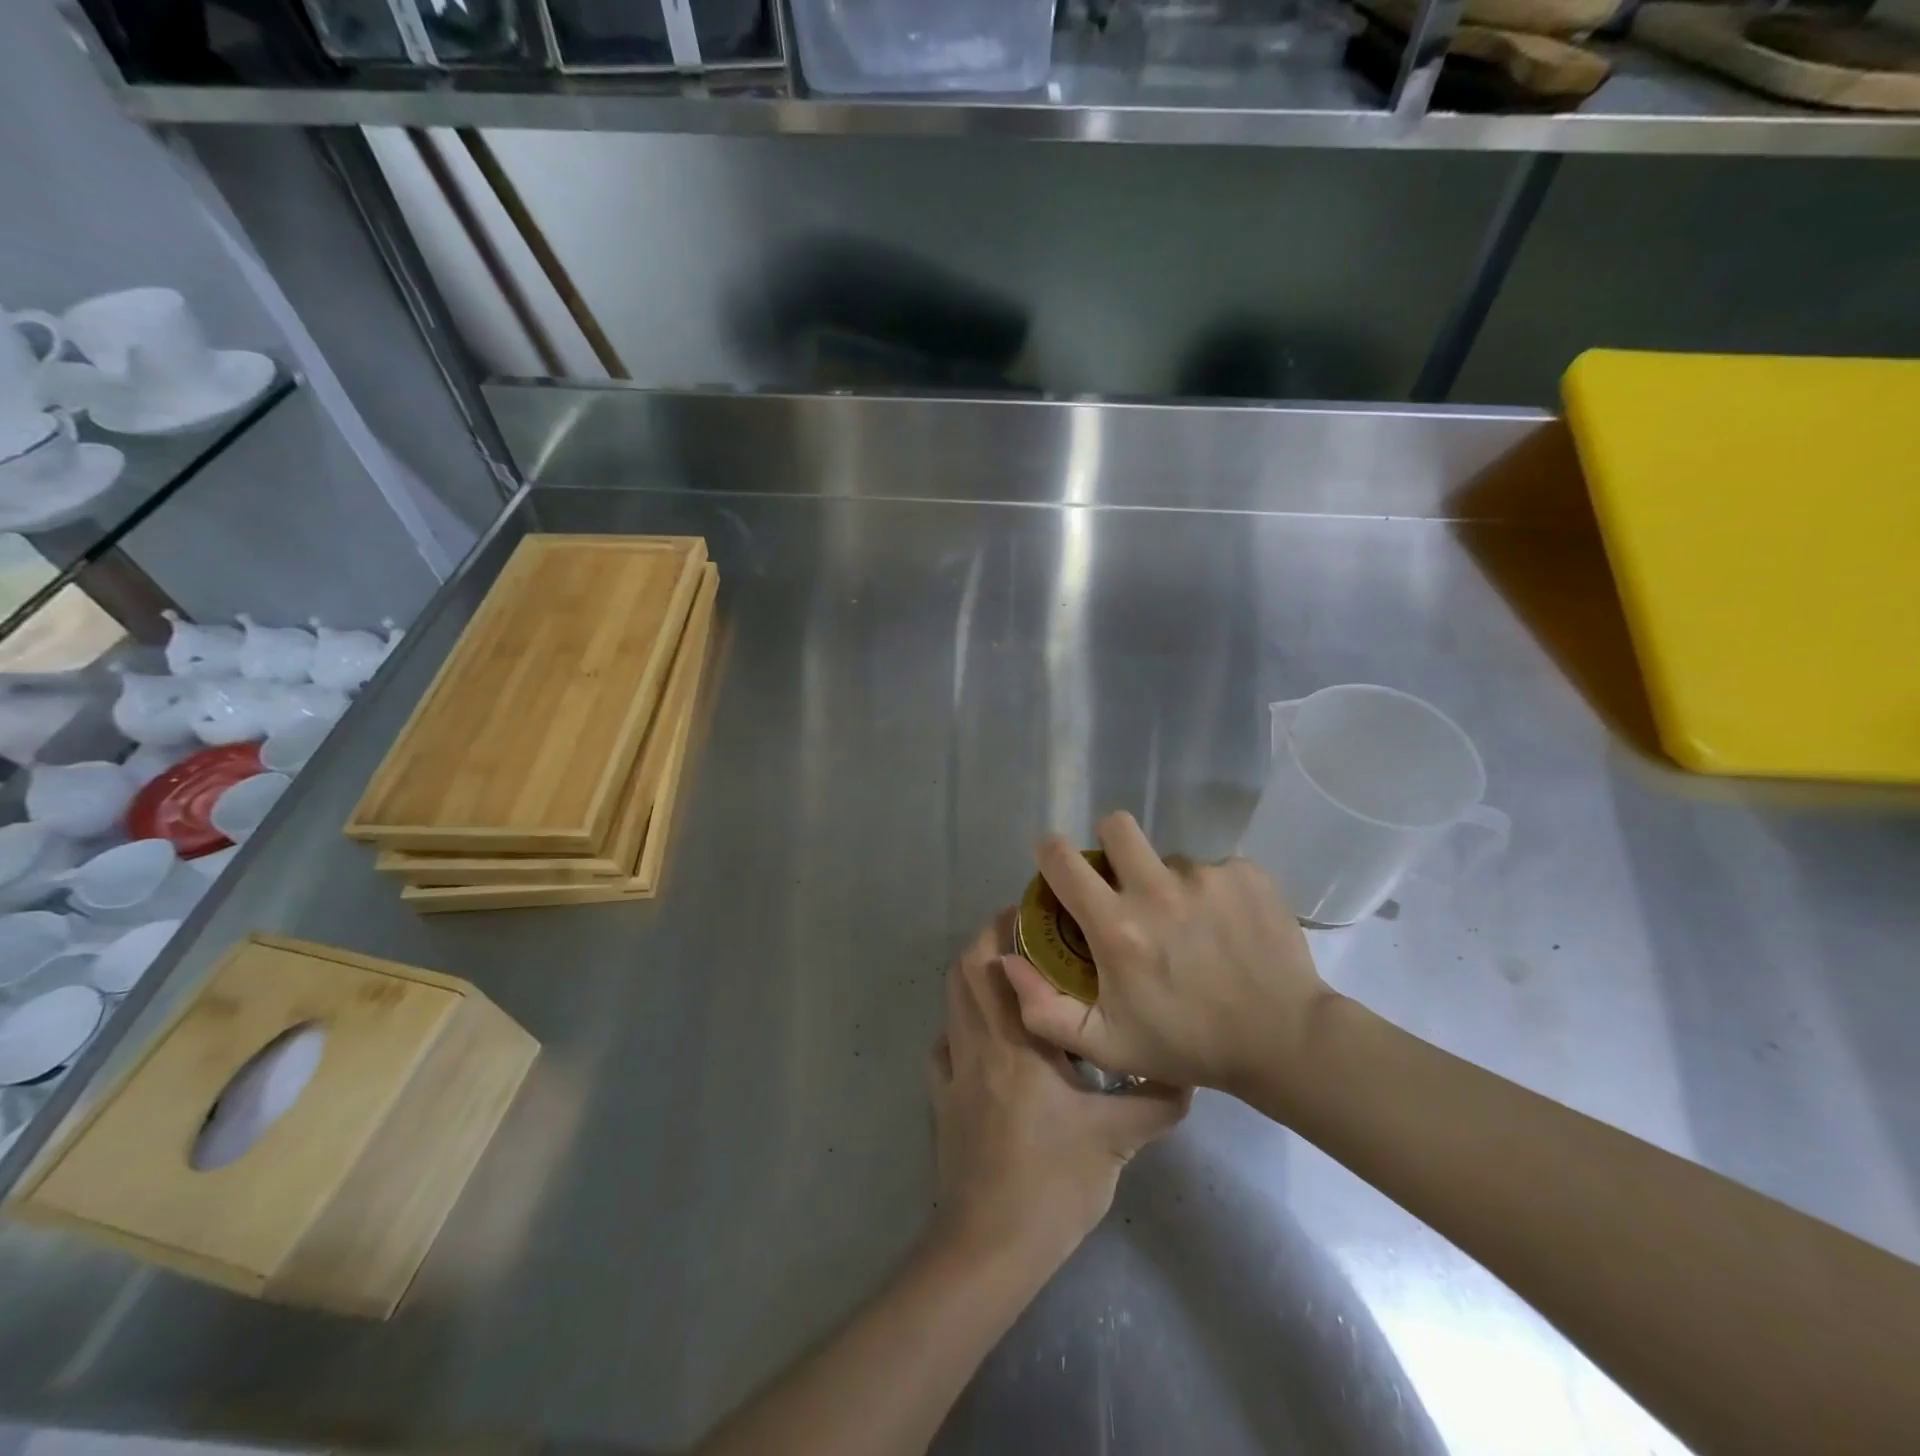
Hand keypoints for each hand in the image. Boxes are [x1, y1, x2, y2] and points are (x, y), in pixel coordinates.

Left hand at [927, 909, 1189, 1264]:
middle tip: (1025, 935)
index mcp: (1017, 1043)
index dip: (1006, 927)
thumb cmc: (1053, 1184)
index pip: (997, 964)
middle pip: (964, 970)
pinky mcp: (941, 1098)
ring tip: (1010, 977)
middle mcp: (977, 1043)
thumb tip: (1188, 1074)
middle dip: (988, 941)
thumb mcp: (1116, 1143)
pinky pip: (941, 1045)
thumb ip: (1155, 1103)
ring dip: (972, 977)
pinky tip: (984, 1038)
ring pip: (950, 1001)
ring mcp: (952, 1070)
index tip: (1035, 912)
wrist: (991, 1246)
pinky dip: (958, 1026)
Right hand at [1002, 812, 1335, 1099]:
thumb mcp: (1106, 1045)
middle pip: (1116, 825)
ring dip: (1169, 881)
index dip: (1051, 854)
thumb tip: (1007, 960)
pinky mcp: (1246, 874)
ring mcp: (1206, 877)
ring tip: (1190, 925)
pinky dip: (1213, 891)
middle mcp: (1157, 890)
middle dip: (1110, 843)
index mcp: (1117, 927)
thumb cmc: (1187, 1045)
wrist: (1285, 1041)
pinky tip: (1226, 927)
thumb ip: (1043, 1010)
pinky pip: (1214, 868)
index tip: (1058, 866)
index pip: (1062, 858)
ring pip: (1169, 856)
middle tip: (1124, 878)